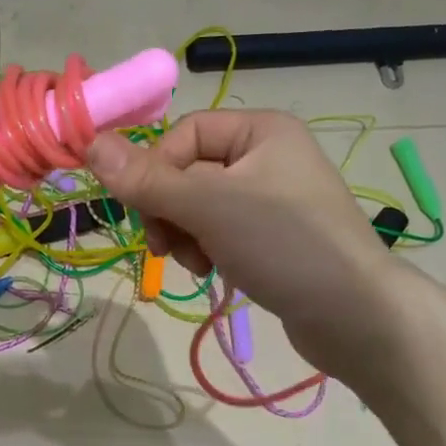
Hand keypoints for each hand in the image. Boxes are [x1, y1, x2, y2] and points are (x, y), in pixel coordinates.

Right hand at [85, 110, 394, 367]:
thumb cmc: (285, 244)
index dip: (156, 171)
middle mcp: (266, 156)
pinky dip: (205, 248)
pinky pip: (218, 230)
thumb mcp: (209, 206)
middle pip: (187, 171)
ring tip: (195, 262)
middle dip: (169, 209)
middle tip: (164, 245)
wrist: (355, 315)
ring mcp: (270, 199)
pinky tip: (210, 271)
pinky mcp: (271, 237)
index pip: (183, 135)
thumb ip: (147, 179)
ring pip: (197, 206)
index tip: (146, 211)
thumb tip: (90, 143)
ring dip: (183, 233)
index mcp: (260, 130)